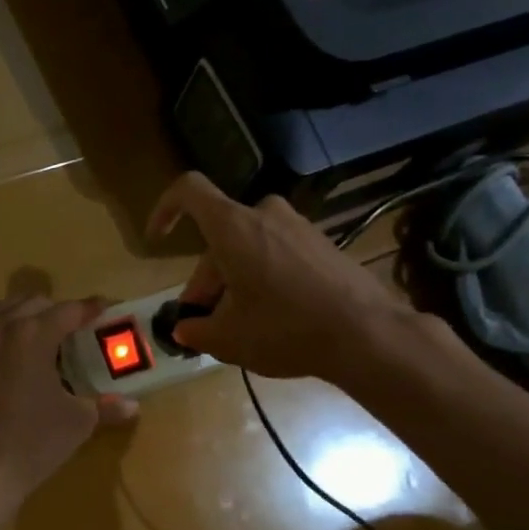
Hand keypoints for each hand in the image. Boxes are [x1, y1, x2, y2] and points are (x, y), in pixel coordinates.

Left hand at [0, 295, 139, 516]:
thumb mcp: (76, 424)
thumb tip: (132, 406)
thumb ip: (105, 408)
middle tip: (71, 328)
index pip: (68, 310)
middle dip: (54, 310)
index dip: (89, 309)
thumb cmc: (30, 444)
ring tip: (36, 336)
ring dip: (21, 316)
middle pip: (31, 303)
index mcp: (34, 334)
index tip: (103, 309)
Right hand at [147, 173, 426, 383]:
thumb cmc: (286, 329)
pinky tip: (273, 317)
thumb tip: (185, 330)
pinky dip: (265, 277)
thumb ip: (197, 330)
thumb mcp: (229, 338)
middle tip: (202, 320)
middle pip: (220, 236)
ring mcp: (299, 227)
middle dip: (206, 278)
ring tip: (237, 325)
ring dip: (234, 279)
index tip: (159, 239)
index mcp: (233, 227)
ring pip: (249, 246)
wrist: (369, 334)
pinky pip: (279, 252)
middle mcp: (265, 214)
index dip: (165, 209)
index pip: (188, 191)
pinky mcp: (323, 244)